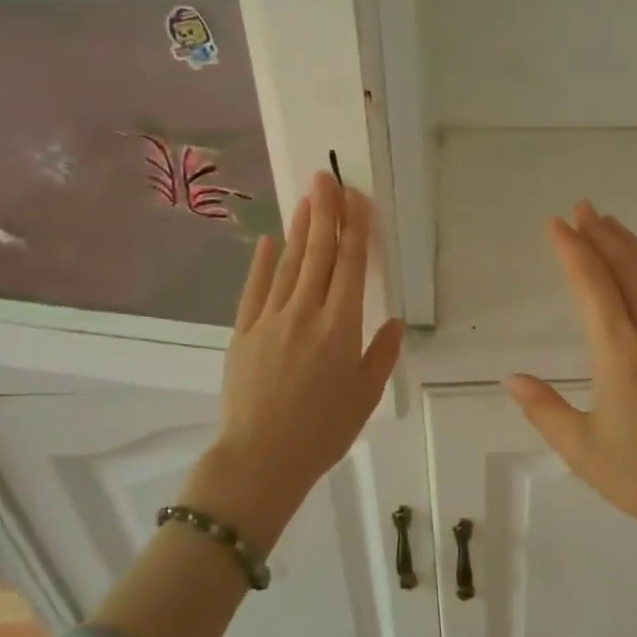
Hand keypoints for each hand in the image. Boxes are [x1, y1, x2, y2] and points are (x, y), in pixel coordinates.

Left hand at [188, 172, 403, 546]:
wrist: (260, 459)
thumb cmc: (323, 431)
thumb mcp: (365, 396)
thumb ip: (381, 354)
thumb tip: (392, 322)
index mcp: (340, 327)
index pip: (352, 266)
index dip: (356, 229)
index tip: (358, 198)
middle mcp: (306, 313)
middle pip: (319, 254)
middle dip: (326, 213)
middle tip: (327, 178)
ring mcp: (271, 320)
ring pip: (289, 265)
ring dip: (300, 229)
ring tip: (306, 198)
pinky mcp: (244, 332)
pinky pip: (255, 289)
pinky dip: (262, 263)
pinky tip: (268, 240)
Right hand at [506, 202, 636, 552]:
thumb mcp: (584, 451)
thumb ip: (545, 410)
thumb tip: (513, 379)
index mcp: (622, 354)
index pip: (593, 286)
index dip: (573, 250)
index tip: (557, 223)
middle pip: (628, 270)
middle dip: (602, 235)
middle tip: (582, 207)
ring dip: (632, 246)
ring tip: (612, 224)